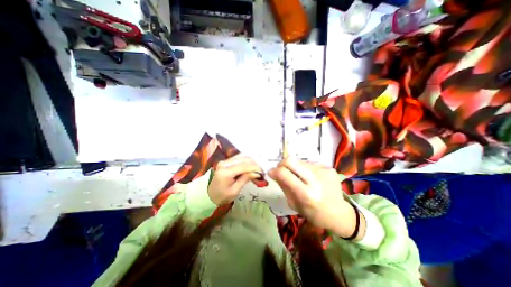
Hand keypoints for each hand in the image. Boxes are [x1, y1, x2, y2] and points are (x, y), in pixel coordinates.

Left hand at [208, 156, 262, 204]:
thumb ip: (245, 179)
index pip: (244, 166)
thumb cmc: (221, 196)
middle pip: (244, 159)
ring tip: (257, 171)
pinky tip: (251, 169)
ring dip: (252, 163)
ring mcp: (225, 160)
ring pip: (243, 157)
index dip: (255, 168)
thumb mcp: (235, 191)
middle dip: (255, 165)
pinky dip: (247, 162)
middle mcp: (225, 163)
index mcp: (226, 172)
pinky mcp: (226, 161)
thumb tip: (257, 173)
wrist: (208, 195)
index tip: (263, 173)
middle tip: (261, 173)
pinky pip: (240, 158)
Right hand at [269, 158, 364, 241]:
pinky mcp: (329, 168)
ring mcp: (324, 171)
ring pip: (300, 161)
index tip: (271, 173)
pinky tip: (311, 178)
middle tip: (281, 170)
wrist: (340, 214)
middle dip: (282, 164)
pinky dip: (306, 169)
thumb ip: (283, 186)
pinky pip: (310, 163)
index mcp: (306, 194)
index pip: (284, 173)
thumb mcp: (294, 204)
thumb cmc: (314, 214)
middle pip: (291, 160)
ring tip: (300, 177)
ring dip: (295, 168)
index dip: (274, 171)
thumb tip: (273, 172)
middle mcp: (316, 179)